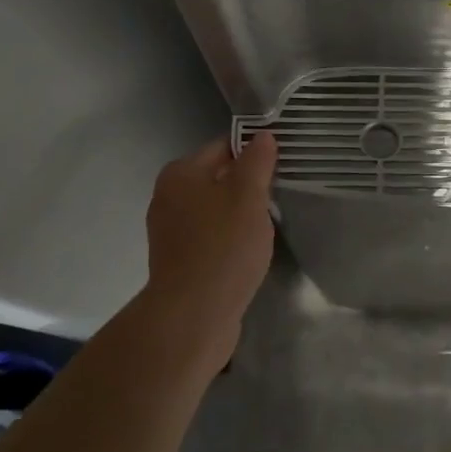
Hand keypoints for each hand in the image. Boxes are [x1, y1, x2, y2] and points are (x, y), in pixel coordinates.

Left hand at [141, 133, 277, 355]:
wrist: (193, 316)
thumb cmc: (223, 246)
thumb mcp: (248, 195)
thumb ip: (257, 162)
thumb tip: (261, 135)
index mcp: (180, 174)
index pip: (224, 147)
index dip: (254, 154)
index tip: (281, 167)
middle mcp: (168, 197)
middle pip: (219, 178)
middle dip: (248, 187)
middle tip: (279, 197)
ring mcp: (171, 232)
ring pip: (216, 210)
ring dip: (240, 216)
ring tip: (268, 227)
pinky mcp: (179, 261)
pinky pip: (211, 238)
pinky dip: (230, 240)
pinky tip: (249, 253)